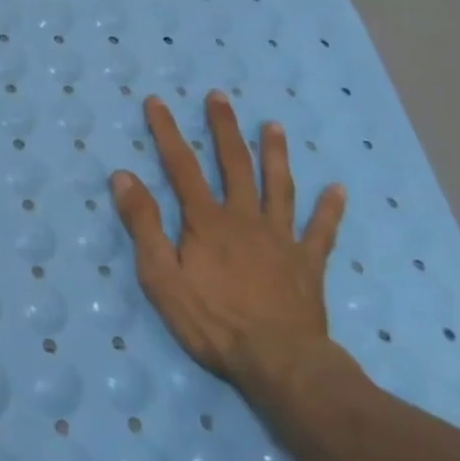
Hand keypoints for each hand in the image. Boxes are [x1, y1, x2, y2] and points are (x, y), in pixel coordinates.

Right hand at [110, 90, 345, 396]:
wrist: (280, 364)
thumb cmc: (212, 322)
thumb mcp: (161, 277)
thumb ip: (143, 224)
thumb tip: (123, 176)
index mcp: (206, 220)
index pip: (181, 165)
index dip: (166, 131)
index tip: (156, 101)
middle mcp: (244, 218)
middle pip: (234, 164)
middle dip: (223, 128)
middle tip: (219, 96)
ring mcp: (280, 239)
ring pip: (278, 187)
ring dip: (275, 154)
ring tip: (274, 125)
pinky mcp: (307, 264)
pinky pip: (321, 231)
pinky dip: (329, 209)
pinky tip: (337, 189)